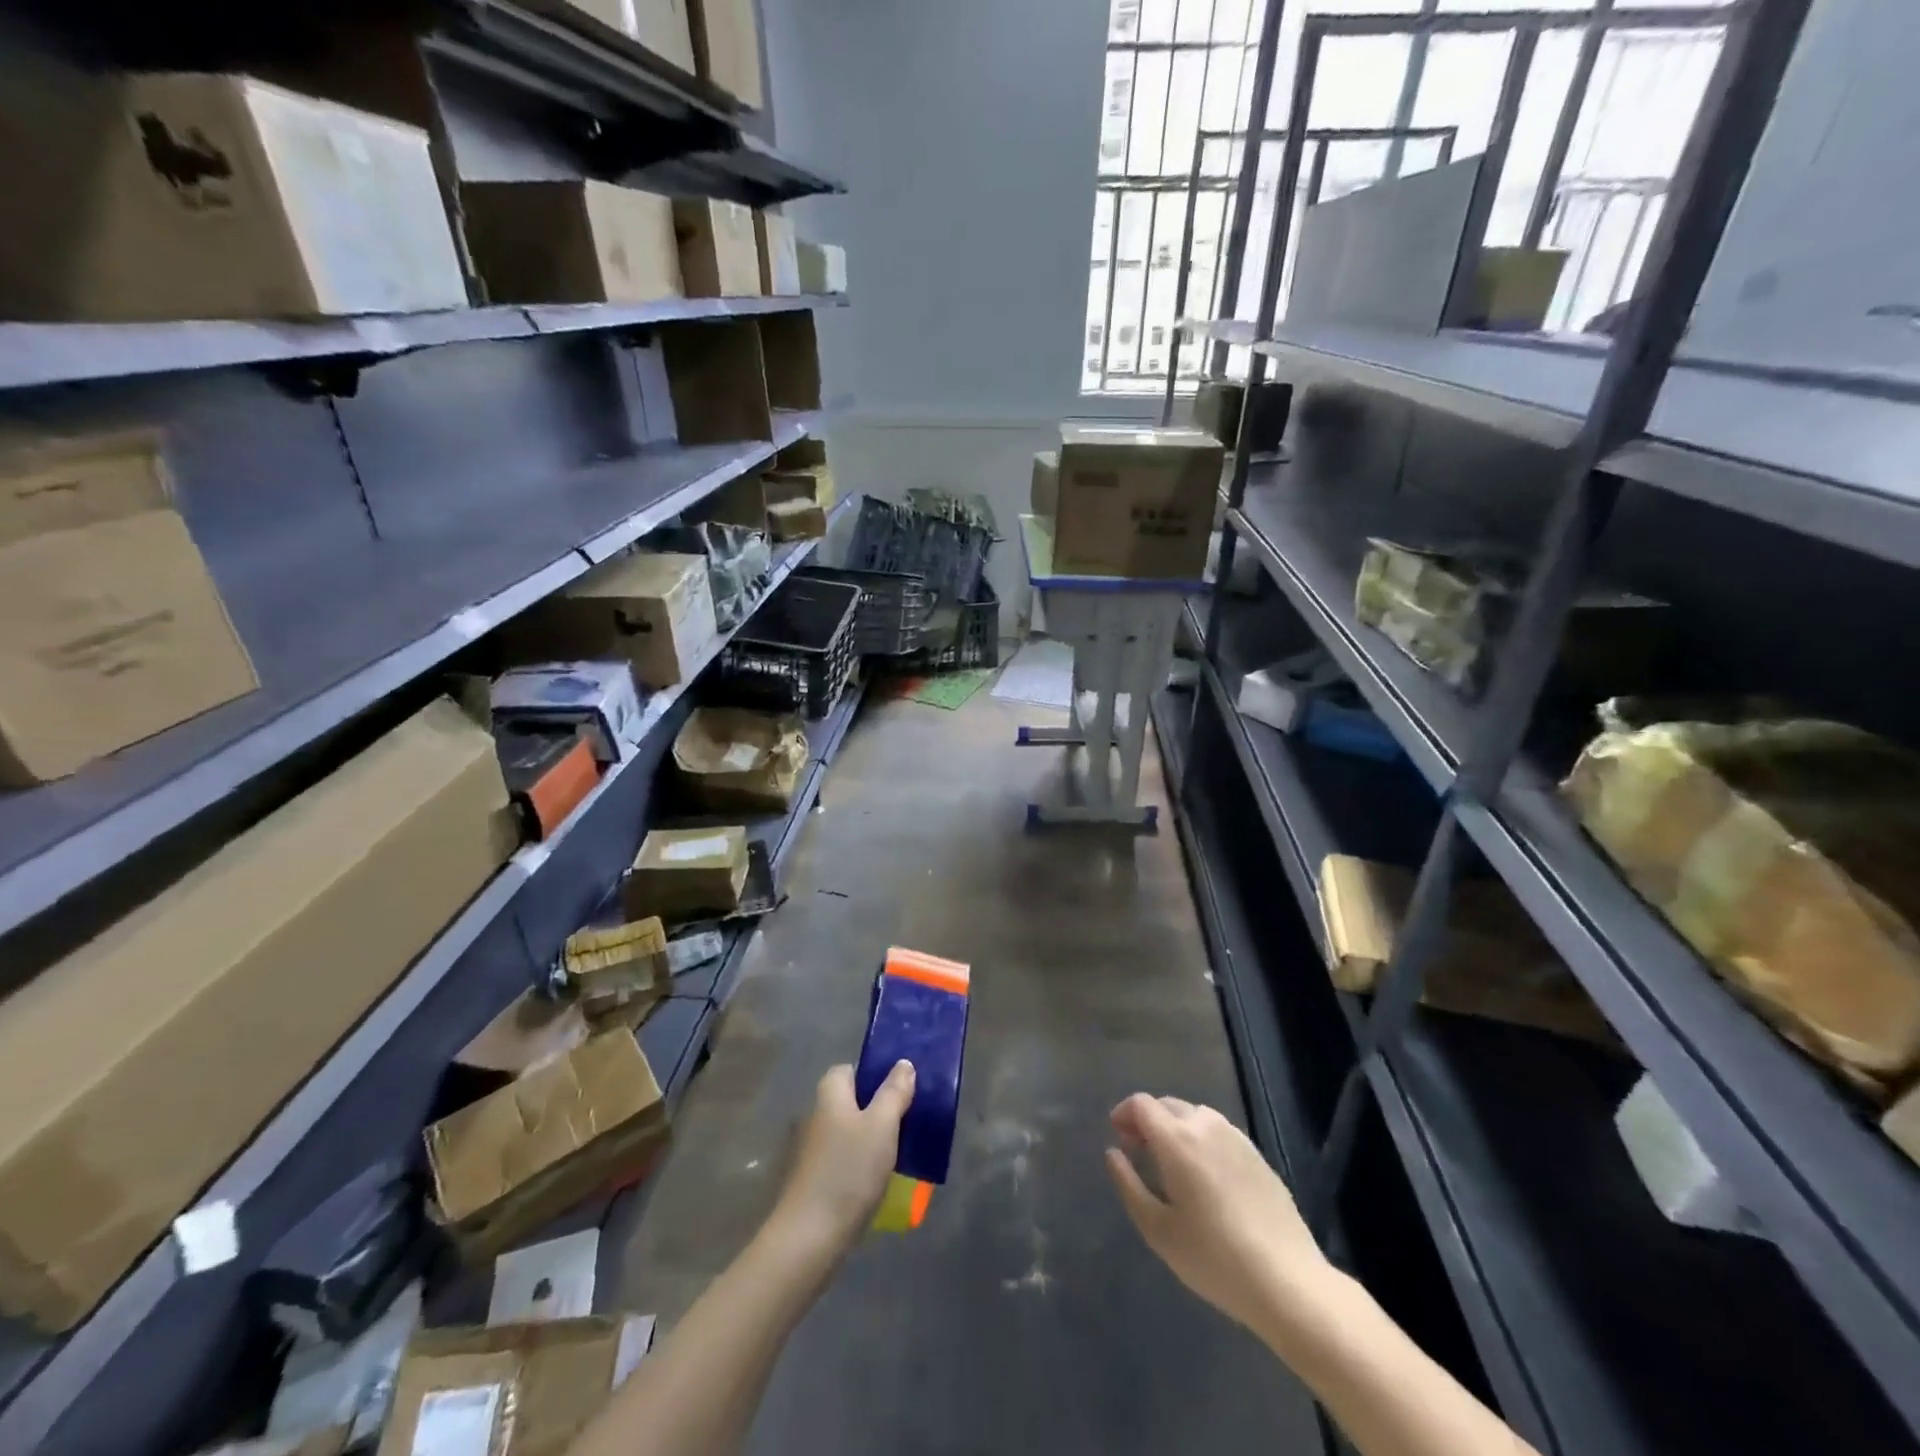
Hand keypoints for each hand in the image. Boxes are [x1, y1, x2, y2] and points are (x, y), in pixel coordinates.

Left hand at [769, 1062, 915, 1259]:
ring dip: (870, 1140)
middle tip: (906, 1123)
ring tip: (898, 1153)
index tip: (898, 1092)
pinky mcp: (813, 1180)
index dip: (873, 1076)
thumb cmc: (849, 1171)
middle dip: (876, 1110)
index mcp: (830, 1095)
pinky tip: (877, 1181)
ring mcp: (812, 1150)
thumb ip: (894, 1092)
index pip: (849, 1070)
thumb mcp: (881, 1125)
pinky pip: (843, 1160)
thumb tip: (903, 1064)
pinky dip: (859, 1165)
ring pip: (848, 1133)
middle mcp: (816, 1116)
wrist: (810, 1237)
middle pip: (850, 1102)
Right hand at [1106, 1094, 1334, 1338]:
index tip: (1119, 1140)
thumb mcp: (1158, 1230)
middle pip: (1167, 1105)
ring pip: (1195, 1116)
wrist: (1288, 1281)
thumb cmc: (1214, 1258)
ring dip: (1175, 1128)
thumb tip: (1114, 1153)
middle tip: (1140, 1154)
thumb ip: (1129, 1185)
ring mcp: (1236, 1138)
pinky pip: (1218, 1133)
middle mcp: (1206, 1125)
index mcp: (1177, 1138)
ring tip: (1172, 1166)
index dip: (1124, 1114)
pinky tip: (1206, 1178)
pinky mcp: (1258, 1155)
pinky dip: (1201, 1140)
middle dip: (1148, 1121)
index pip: (1141, 1104)